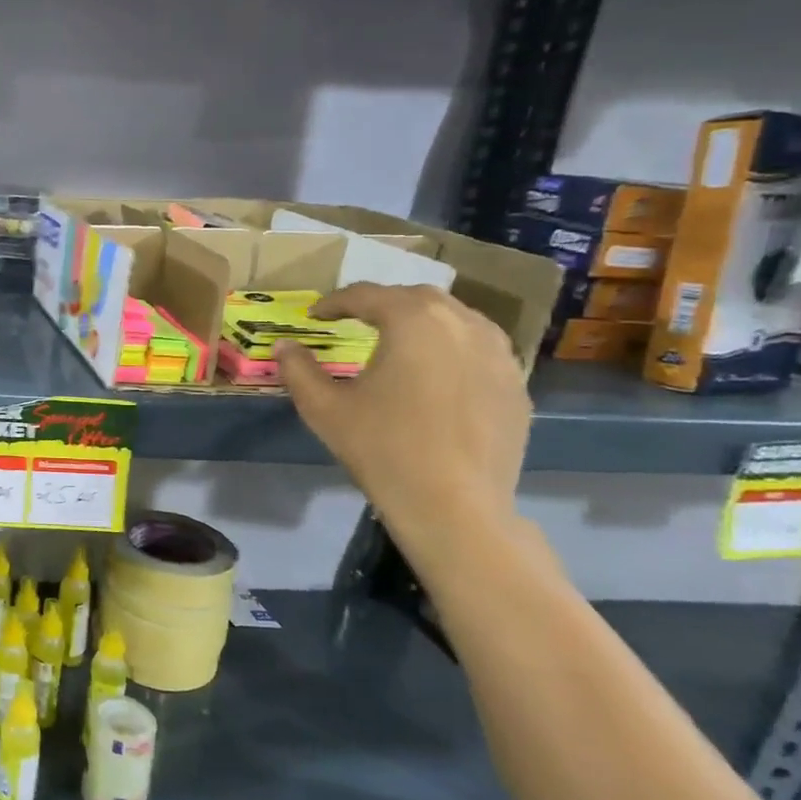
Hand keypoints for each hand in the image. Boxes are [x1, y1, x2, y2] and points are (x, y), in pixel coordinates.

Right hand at [274, 283, 529, 546]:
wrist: (453, 504)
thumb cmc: (381, 447)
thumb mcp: (323, 407)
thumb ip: (298, 369)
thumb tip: (284, 347)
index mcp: (412, 322)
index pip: (367, 295)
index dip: (334, 302)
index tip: (314, 316)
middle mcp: (462, 324)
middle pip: (416, 298)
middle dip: (381, 303)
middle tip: (354, 320)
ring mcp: (498, 353)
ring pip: (456, 318)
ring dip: (422, 320)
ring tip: (398, 339)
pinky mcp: (516, 383)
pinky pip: (480, 348)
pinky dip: (451, 347)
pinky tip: (436, 372)